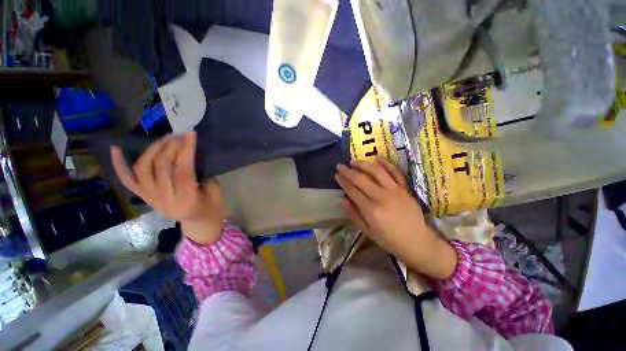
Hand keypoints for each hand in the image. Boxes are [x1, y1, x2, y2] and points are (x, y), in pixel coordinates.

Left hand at [110, 132, 227, 244]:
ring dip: (153, 149)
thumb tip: (191, 154)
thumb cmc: (211, 207)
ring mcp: (150, 198)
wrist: (198, 223)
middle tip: (181, 135)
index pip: (182, 171)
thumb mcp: (215, 192)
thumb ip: (203, 174)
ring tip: (166, 138)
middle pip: (161, 167)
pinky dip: (119, 165)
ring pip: (143, 169)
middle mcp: (163, 200)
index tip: (190, 134)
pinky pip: (127, 180)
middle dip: (171, 146)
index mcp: (186, 201)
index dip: (186, 151)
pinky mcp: (143, 197)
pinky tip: (116, 148)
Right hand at [335, 157, 457, 279]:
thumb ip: (354, 215)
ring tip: (354, 161)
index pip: (352, 190)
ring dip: (363, 164)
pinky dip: (386, 163)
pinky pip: (395, 172)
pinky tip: (377, 157)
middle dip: (348, 171)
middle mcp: (381, 197)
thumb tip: (343, 200)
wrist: (417, 242)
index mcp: (371, 210)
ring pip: (376, 171)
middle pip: (361, 179)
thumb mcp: (368, 231)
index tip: (336, 175)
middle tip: (340, 165)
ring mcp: (395, 190)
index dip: (342, 181)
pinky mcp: (405, 188)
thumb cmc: (389, 240)